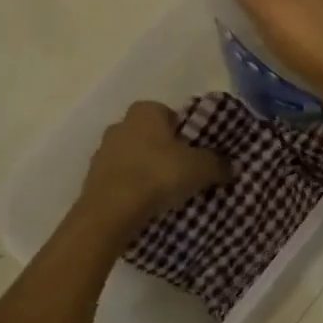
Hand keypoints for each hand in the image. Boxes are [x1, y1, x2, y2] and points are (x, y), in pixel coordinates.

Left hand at [78, 101, 229, 233]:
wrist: (112, 211)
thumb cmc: (158, 175)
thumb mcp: (201, 168)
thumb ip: (218, 163)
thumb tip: (229, 165)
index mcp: (145, 111)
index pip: (170, 114)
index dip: (186, 132)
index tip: (196, 152)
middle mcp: (120, 124)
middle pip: (151, 136)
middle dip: (166, 151)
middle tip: (185, 172)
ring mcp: (102, 152)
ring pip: (134, 157)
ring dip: (147, 170)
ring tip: (166, 192)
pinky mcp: (93, 178)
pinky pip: (122, 178)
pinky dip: (133, 187)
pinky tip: (146, 204)